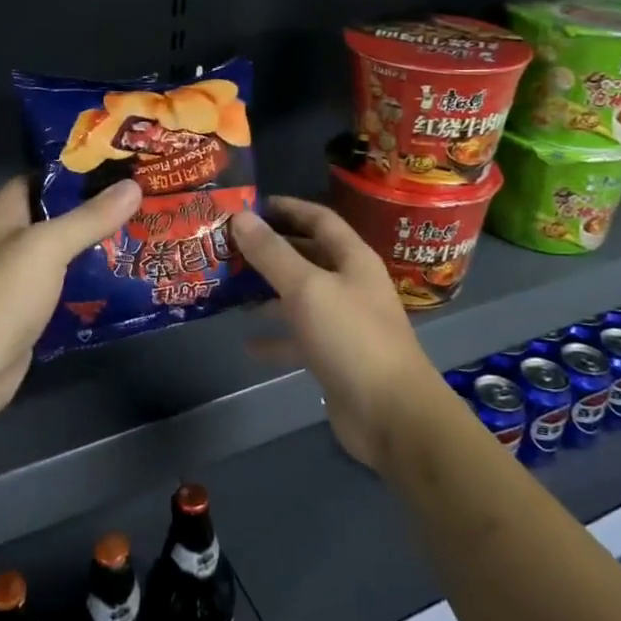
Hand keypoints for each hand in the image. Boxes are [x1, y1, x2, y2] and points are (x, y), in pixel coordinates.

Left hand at [0, 175, 142, 427]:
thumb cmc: (1, 296)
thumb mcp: (48, 247)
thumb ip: (90, 217)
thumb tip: (133, 186)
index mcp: (4, 212)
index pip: (45, 177)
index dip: (81, 169)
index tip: (124, 166)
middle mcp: (10, 239)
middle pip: (60, 215)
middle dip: (100, 210)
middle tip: (147, 201)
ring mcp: (20, 278)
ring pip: (67, 253)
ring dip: (101, 248)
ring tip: (147, 235)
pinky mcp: (32, 312)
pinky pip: (69, 288)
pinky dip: (94, 284)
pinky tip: (129, 280)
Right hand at [231, 199, 442, 470]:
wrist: (391, 414)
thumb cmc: (351, 337)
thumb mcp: (307, 288)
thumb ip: (272, 253)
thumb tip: (241, 217)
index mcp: (353, 258)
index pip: (319, 219)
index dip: (287, 209)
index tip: (249, 206)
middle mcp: (350, 284)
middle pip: (307, 255)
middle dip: (271, 250)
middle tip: (228, 246)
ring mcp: (344, 322)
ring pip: (300, 296)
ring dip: (268, 292)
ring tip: (229, 289)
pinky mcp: (335, 356)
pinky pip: (300, 337)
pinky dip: (276, 338)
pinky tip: (247, 343)